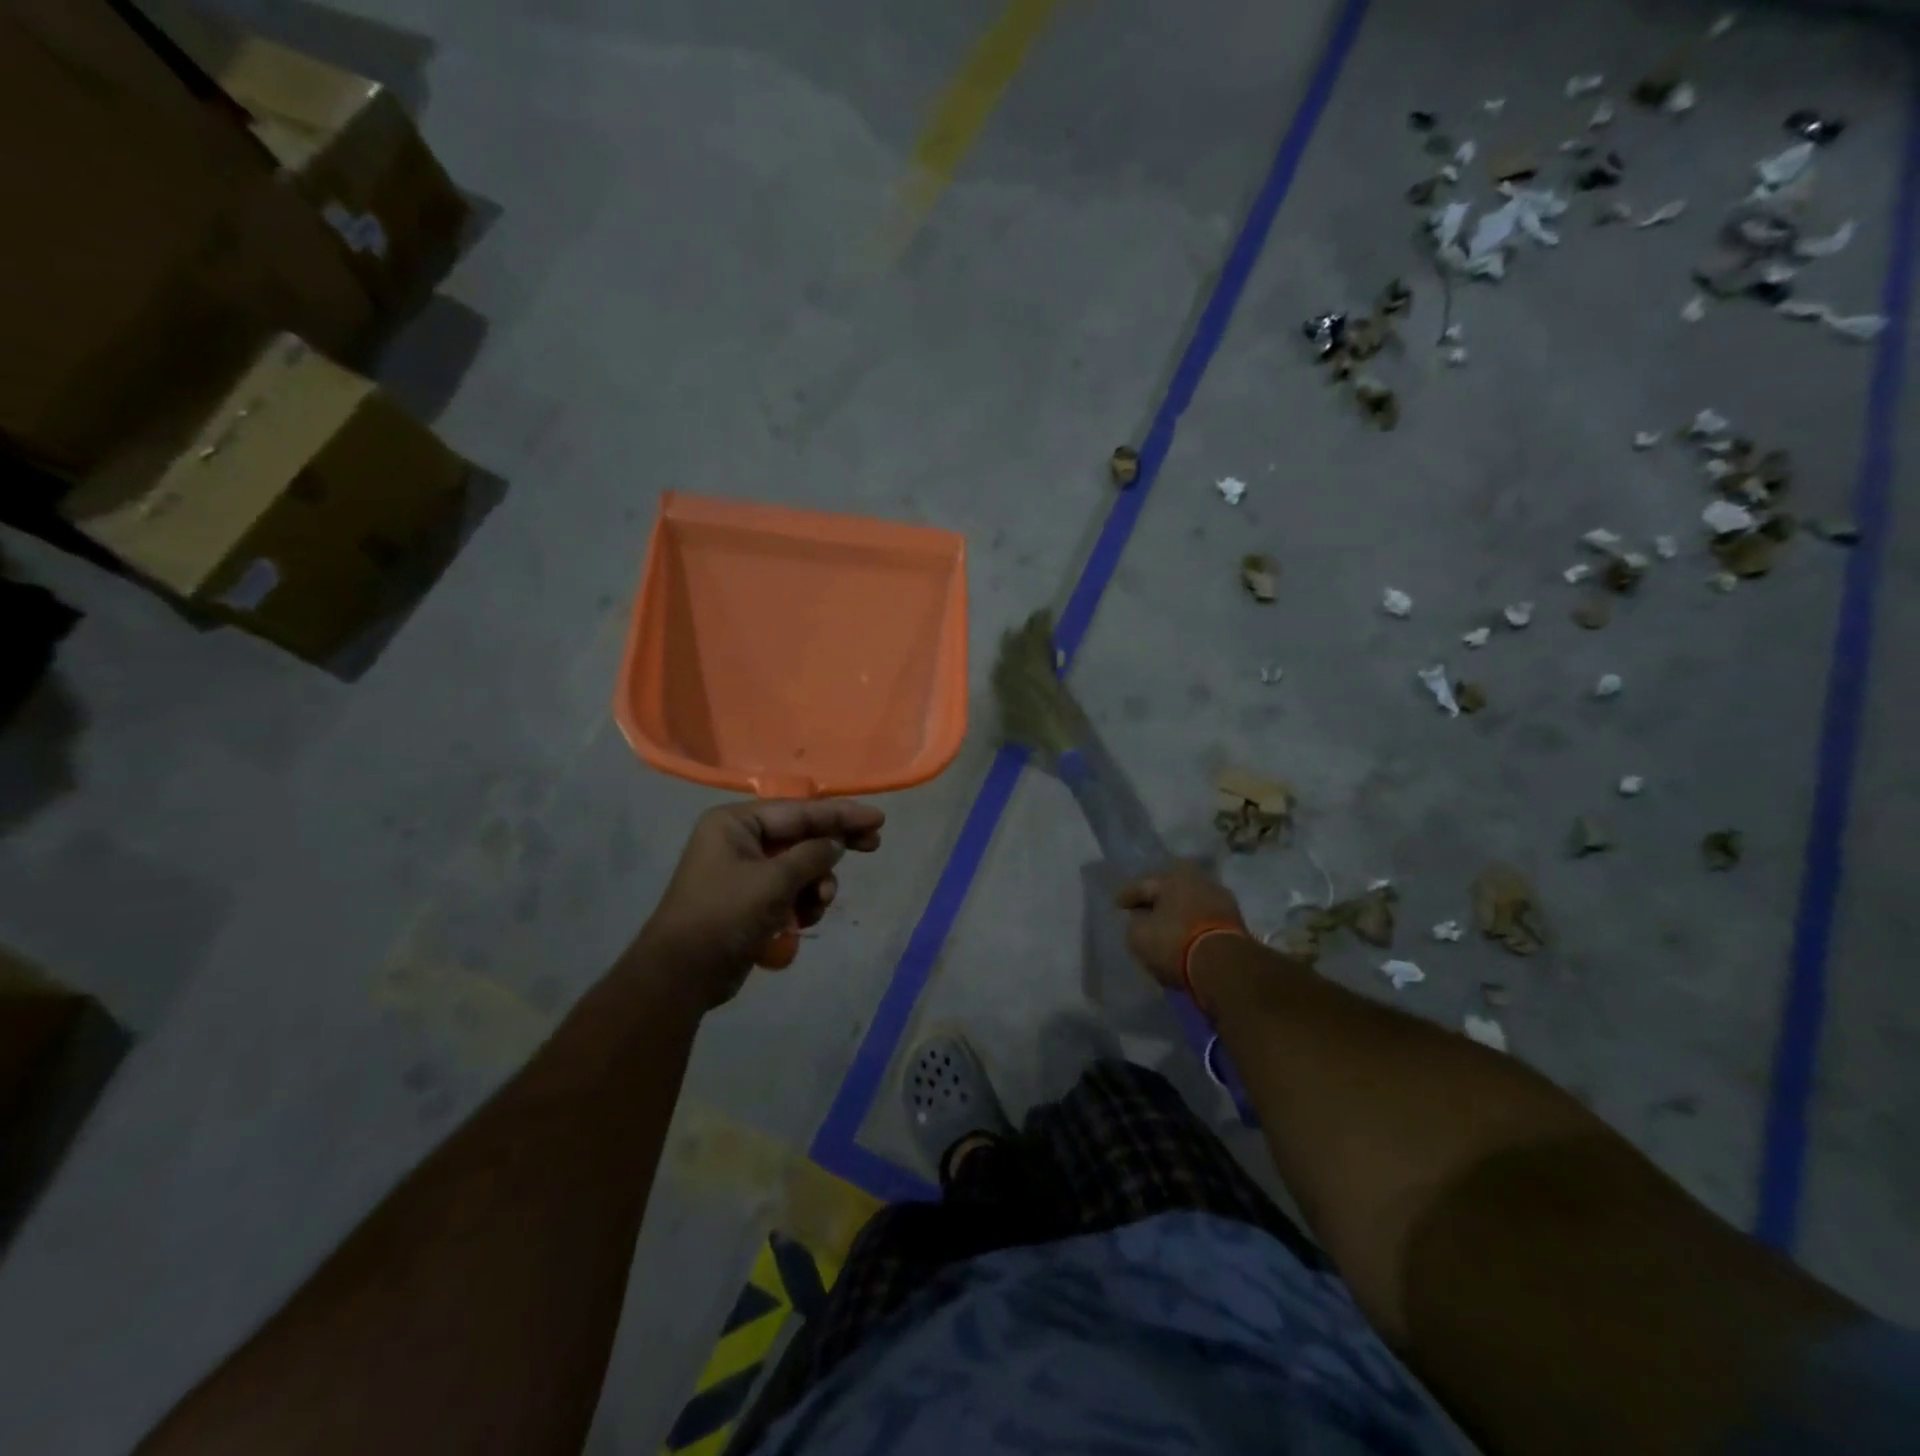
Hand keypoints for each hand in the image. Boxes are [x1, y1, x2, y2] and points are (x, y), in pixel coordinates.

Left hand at [635, 799, 884, 1008]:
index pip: (800, 811)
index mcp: (736, 823)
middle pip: (802, 835)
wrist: (681, 975)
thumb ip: (812, 856)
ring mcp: (745, 871)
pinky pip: (790, 891)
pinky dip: (801, 903)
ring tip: (818, 904)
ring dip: (816, 884)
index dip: (841, 814)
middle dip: (833, 847)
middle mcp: (740, 840)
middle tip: (873, 846)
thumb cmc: (724, 916)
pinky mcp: (751, 900)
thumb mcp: (774, 881)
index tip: (877, 819)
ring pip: (800, 867)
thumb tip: (835, 844)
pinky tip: (801, 921)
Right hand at [1115, 863, 1246, 990]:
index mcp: (1173, 875)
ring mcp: (1221, 900)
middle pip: (1169, 892)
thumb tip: (1140, 921)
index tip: (1117, 907)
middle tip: (1140, 915)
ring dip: (1176, 916)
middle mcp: (1200, 879)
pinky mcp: (1236, 924)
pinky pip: (1203, 922)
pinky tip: (1184, 940)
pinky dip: (1192, 928)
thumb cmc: (1174, 942)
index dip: (1126, 897)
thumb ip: (1135, 923)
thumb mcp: (1138, 935)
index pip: (1142, 884)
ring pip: (1189, 906)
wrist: (1225, 967)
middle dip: (1155, 904)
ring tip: (1163, 931)